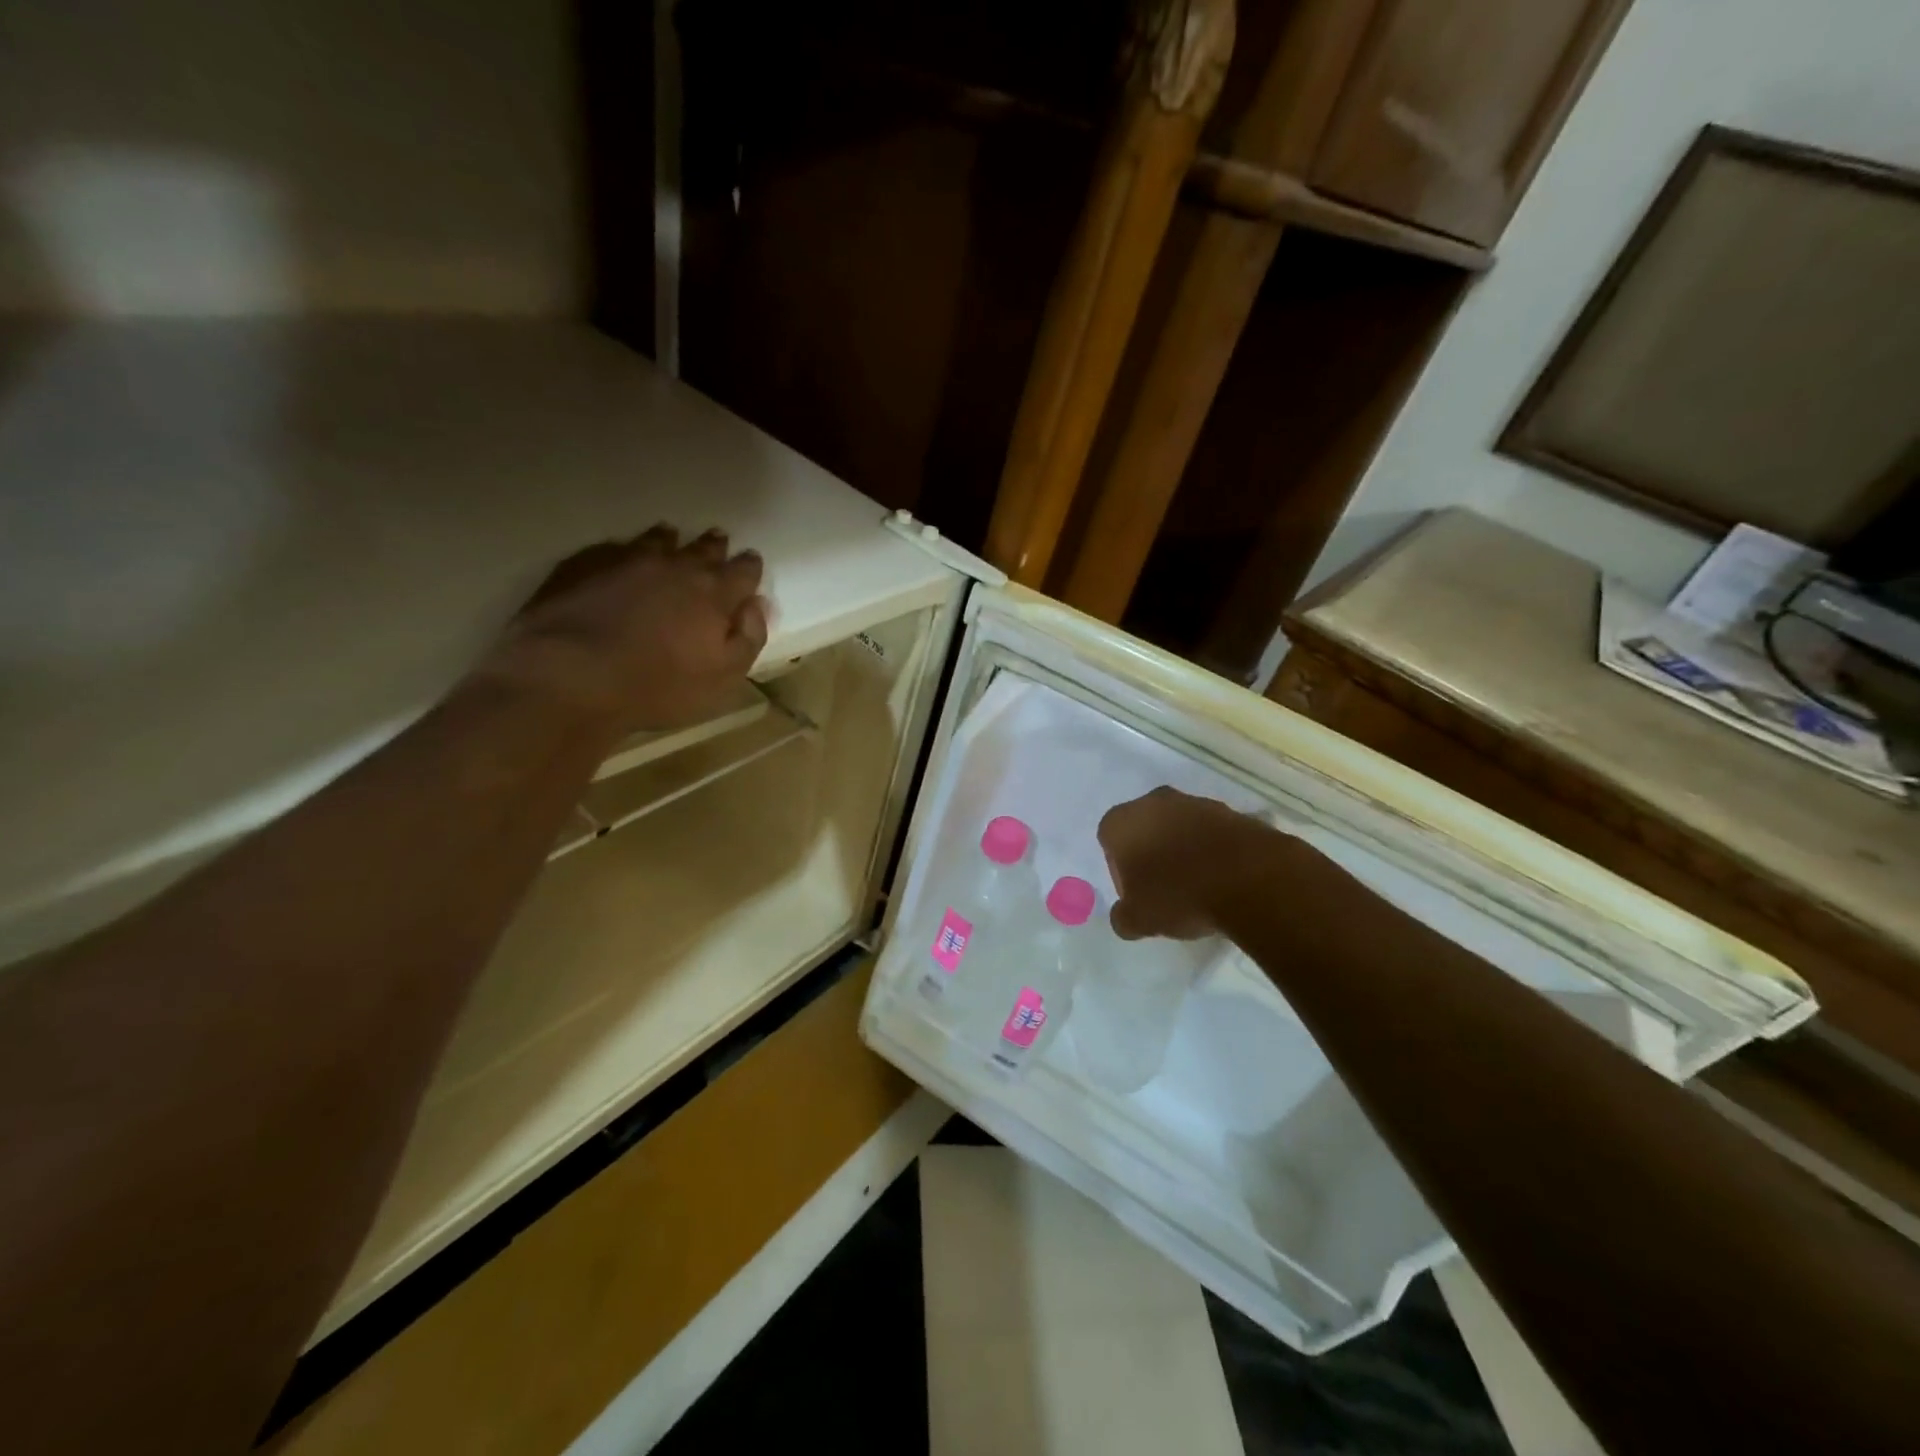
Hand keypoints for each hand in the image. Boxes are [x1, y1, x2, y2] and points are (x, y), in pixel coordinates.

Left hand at [483, 525, 769, 733]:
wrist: (571, 676)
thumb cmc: (659, 686)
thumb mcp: (723, 677)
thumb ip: (748, 638)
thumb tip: (758, 605)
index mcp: (714, 594)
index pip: (743, 571)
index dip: (749, 568)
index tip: (751, 566)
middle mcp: (676, 566)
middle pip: (703, 548)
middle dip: (714, 547)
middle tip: (718, 542)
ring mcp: (628, 559)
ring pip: (658, 540)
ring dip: (670, 540)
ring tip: (671, 538)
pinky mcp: (585, 564)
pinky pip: (614, 547)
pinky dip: (626, 550)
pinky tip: (622, 557)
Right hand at [1097, 787, 1297, 940]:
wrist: (1250, 879)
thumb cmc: (1179, 894)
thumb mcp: (1139, 920)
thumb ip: (1123, 917)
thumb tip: (1124, 916)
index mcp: (1122, 821)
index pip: (1109, 843)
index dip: (1120, 871)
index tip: (1138, 895)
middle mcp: (1154, 802)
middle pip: (1145, 829)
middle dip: (1152, 855)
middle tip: (1166, 890)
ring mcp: (1196, 802)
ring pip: (1180, 828)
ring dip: (1184, 850)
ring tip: (1200, 886)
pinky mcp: (1232, 811)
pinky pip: (1213, 833)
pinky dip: (1214, 851)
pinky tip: (1224, 878)